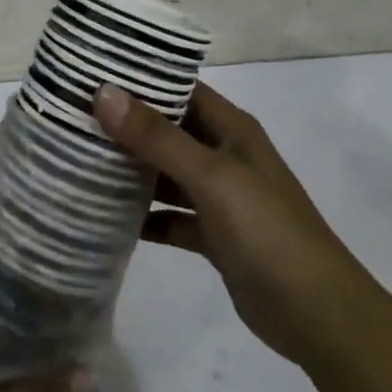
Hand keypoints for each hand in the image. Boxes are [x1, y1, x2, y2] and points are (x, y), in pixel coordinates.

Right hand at [95, 81, 372, 367]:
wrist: (320, 317)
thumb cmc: (268, 232)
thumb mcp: (211, 176)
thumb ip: (157, 137)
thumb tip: (103, 93)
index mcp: (231, 129)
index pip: (180, 88)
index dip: (139, 79)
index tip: (90, 73)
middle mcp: (224, 155)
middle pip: (167, 130)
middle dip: (125, 124)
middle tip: (71, 117)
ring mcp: (220, 197)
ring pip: (165, 174)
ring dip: (131, 170)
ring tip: (79, 160)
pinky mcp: (214, 236)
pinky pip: (170, 216)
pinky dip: (145, 216)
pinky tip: (107, 217)